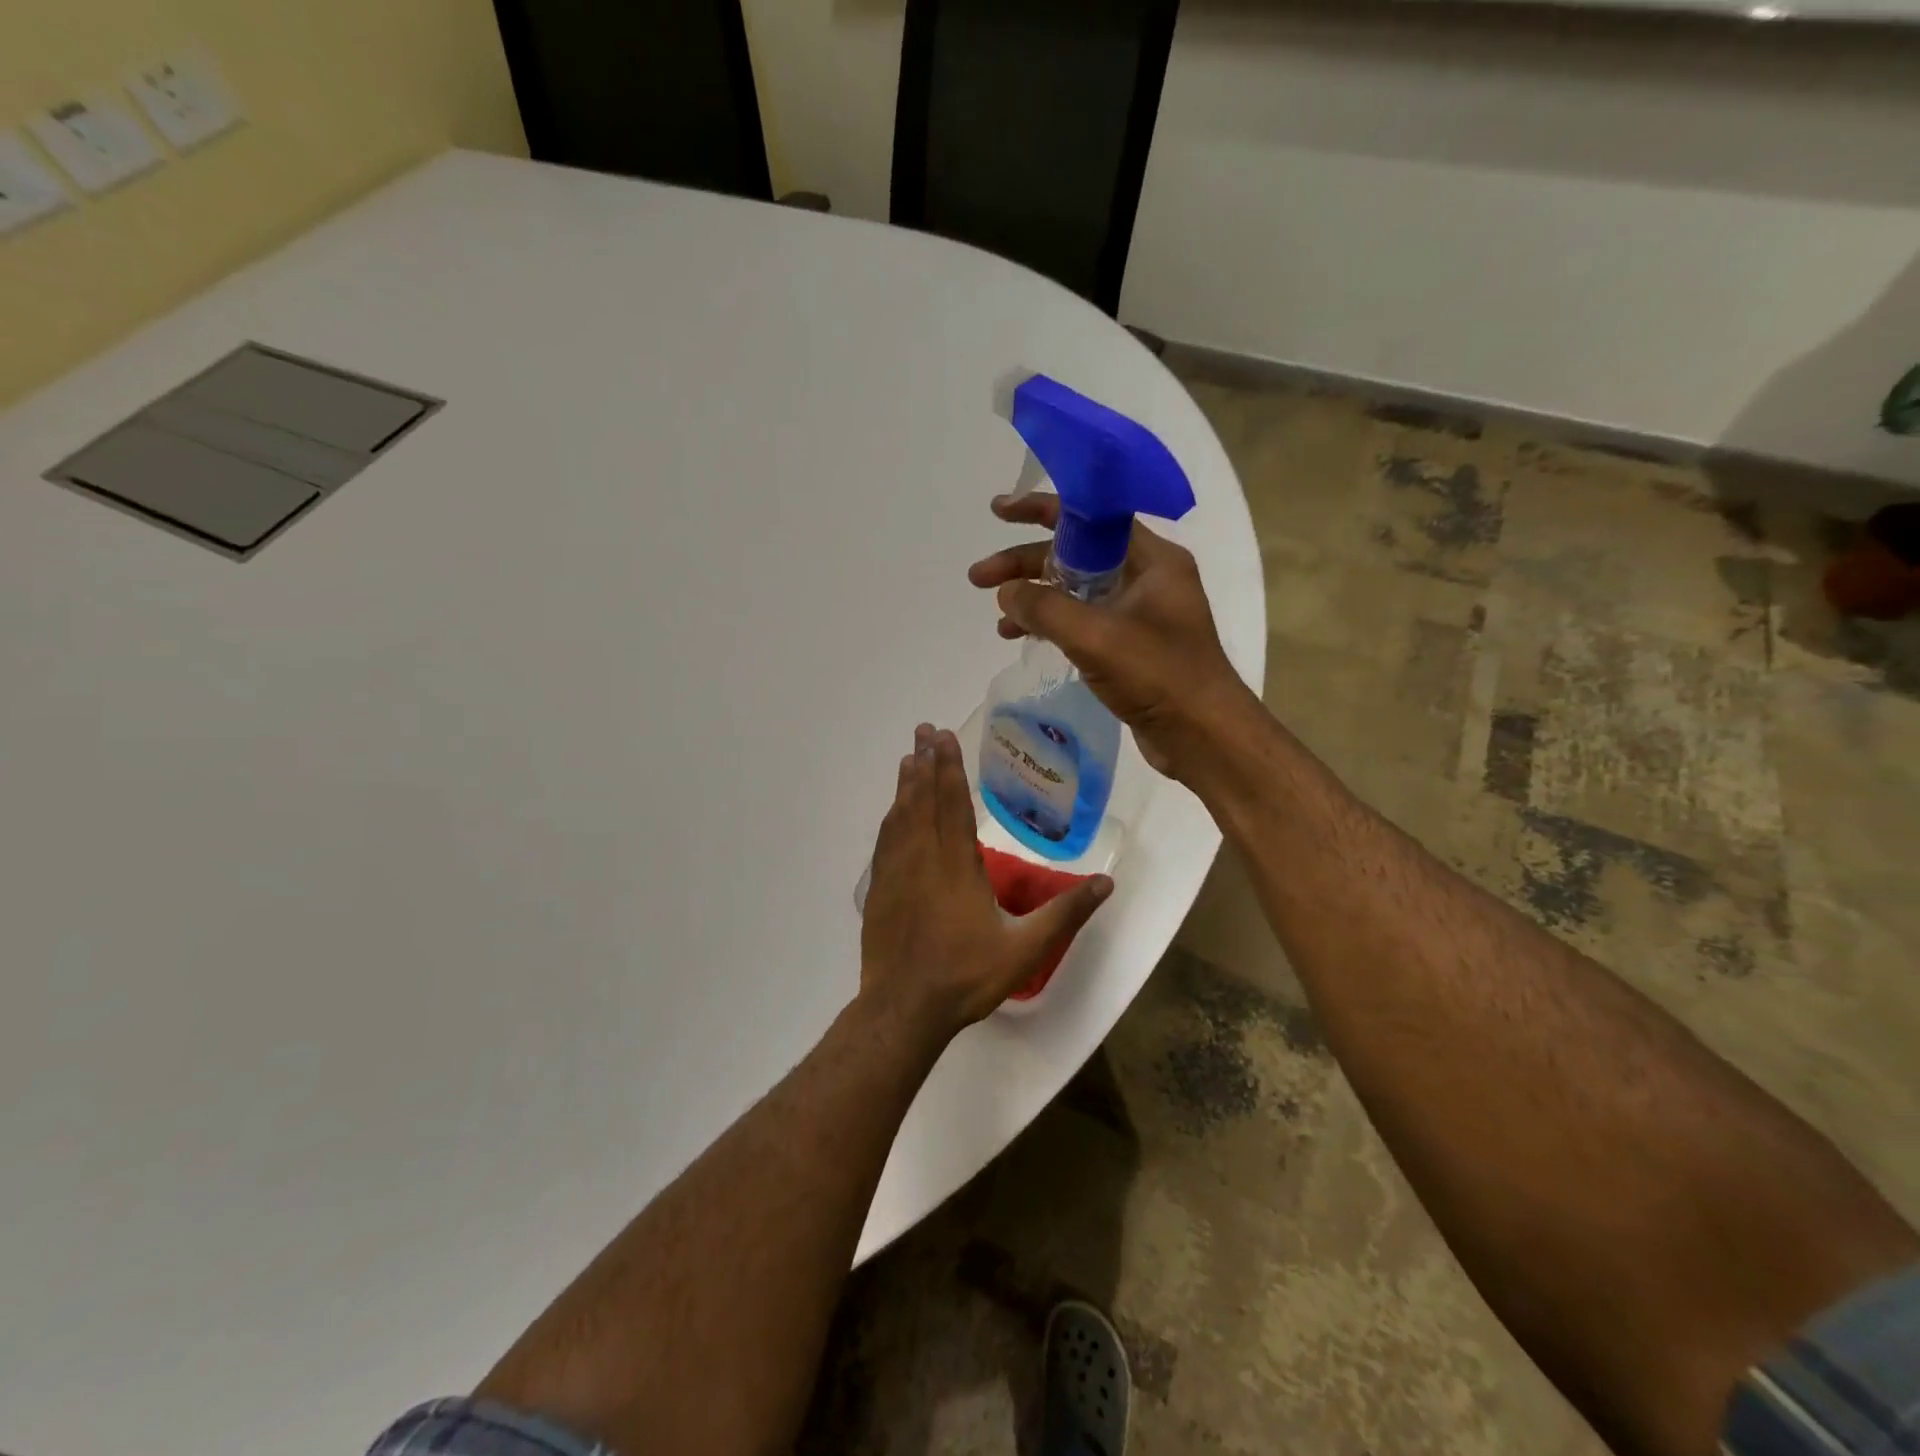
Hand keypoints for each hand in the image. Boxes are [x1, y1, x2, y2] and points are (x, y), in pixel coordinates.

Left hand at [860, 724, 1111, 1038]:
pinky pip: (885, 840)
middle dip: (926, 762)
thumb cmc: (966, 976)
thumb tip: (1106, 883)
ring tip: (910, 757)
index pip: (953, 804)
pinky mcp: (880, 890)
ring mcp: (896, 873)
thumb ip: (1065, 914)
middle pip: (923, 800)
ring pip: (900, 816)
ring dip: (906, 784)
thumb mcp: (1025, 949)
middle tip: (924, 729)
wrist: (903, 1008)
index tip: (944, 736)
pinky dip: (890, 816)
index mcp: (957, 866)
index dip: (949, 767)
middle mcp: (922, 858)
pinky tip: (893, 810)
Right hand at [967, 492, 1255, 783]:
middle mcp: (1147, 578)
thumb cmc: (1158, 676)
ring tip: (997, 618)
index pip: (1089, 517)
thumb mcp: (1095, 636)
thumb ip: (1045, 608)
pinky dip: (1052, 625)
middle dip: (1025, 564)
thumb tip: (1006, 593)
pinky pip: (1084, 621)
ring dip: (1035, 598)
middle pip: (1075, 555)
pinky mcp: (1132, 646)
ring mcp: (1140, 613)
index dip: (1040, 510)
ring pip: (1076, 591)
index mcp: (1151, 560)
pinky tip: (1023, 639)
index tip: (998, 512)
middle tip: (979, 578)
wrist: (1204, 736)